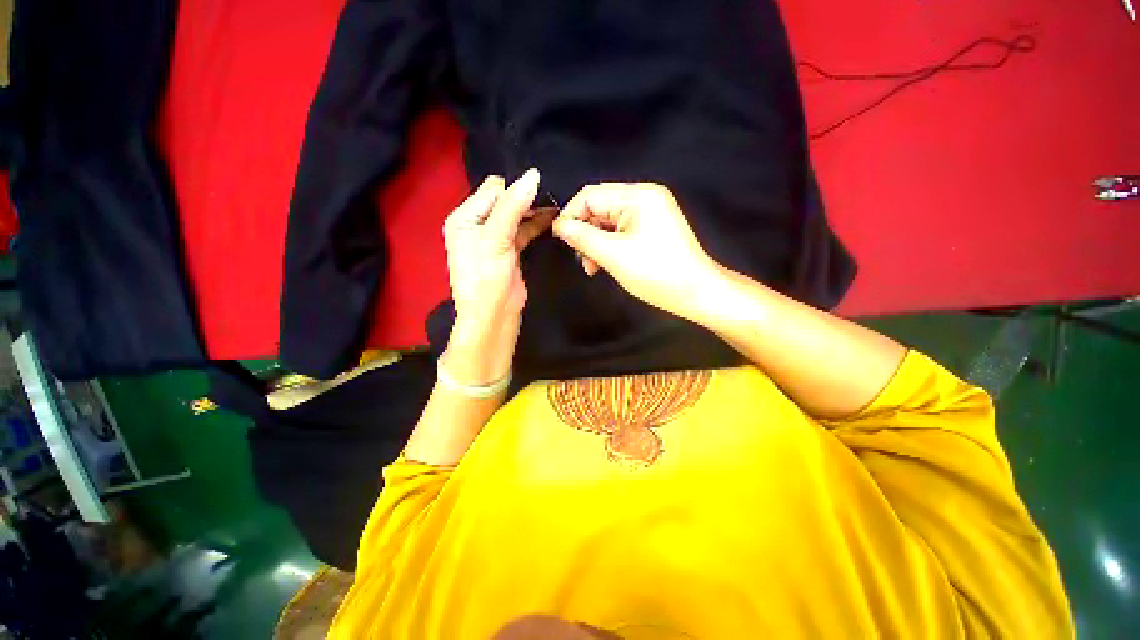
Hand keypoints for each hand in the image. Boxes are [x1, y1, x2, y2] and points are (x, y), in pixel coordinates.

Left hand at [443, 168, 553, 383]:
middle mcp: (477, 224)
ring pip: (516, 216)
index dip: (515, 190)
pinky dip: (536, 225)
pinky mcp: (509, 250)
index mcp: (464, 218)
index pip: (493, 190)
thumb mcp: (497, 239)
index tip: (540, 191)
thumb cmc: (487, 278)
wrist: (494, 316)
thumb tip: (534, 174)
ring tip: (557, 207)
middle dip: (526, 199)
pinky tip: (552, 219)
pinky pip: (523, 230)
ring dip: (533, 211)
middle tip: (551, 197)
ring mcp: (494, 238)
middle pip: (505, 201)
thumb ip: (514, 206)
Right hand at [552, 183, 720, 320]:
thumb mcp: (613, 255)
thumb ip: (583, 237)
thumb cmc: (655, 273)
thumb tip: (560, 226)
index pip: (591, 196)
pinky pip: (621, 230)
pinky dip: (609, 245)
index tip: (559, 238)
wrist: (696, 293)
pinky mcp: (652, 227)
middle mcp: (644, 197)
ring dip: (595, 241)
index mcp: (638, 196)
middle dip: (584, 231)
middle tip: (578, 256)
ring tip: (590, 266)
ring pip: (609, 221)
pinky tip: (603, 263)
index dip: (571, 215)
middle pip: (600, 207)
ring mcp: (650, 212)